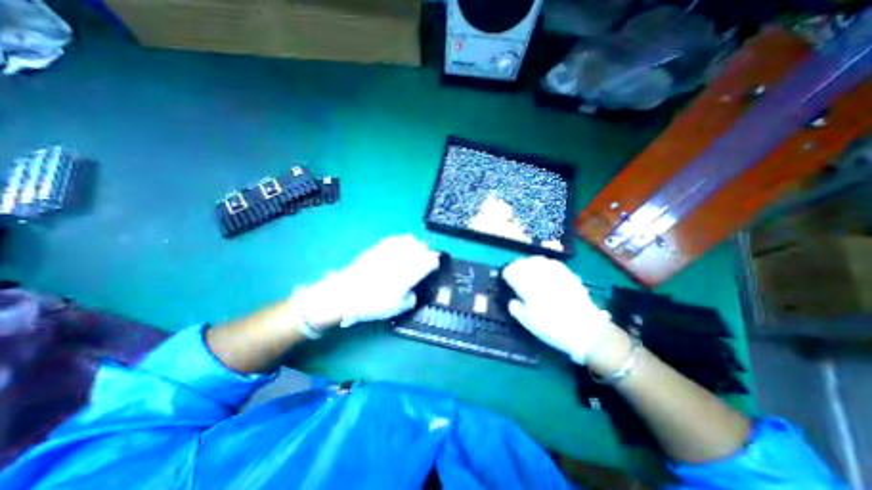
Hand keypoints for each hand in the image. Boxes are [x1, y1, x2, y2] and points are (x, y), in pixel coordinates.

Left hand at [294, 235, 442, 331]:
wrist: (346, 293)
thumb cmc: (373, 303)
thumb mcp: (397, 308)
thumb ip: (411, 298)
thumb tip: (412, 291)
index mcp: (409, 274)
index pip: (430, 261)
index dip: (434, 263)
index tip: (433, 267)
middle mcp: (402, 259)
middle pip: (422, 247)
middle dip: (426, 253)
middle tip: (423, 261)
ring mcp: (390, 251)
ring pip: (410, 240)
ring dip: (415, 246)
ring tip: (413, 253)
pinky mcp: (379, 247)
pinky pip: (396, 239)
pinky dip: (402, 241)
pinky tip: (400, 247)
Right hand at [500, 256, 615, 363]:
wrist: (585, 330)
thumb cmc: (552, 327)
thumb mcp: (528, 323)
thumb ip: (516, 308)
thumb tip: (513, 300)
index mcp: (526, 286)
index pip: (511, 271)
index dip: (506, 274)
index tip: (506, 279)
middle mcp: (539, 275)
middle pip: (523, 262)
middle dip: (516, 266)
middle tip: (515, 274)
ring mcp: (554, 273)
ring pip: (537, 260)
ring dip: (529, 263)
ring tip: (528, 270)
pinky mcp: (567, 274)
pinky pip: (552, 263)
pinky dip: (544, 264)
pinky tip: (545, 270)